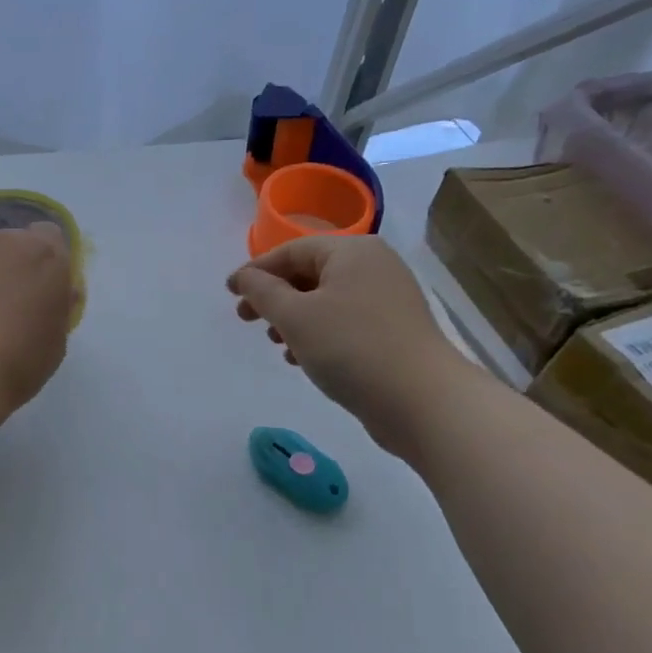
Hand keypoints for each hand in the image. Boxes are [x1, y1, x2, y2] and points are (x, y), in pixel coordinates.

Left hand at [0, 222, 75, 416]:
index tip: (38, 288)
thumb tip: (61, 291)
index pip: (50, 236)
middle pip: (13, 239)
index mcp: (49, 258)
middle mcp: (11, 239)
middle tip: (1, 300)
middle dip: (10, 262)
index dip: (44, 260)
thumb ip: (59, 307)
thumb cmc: (15, 367)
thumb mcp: (56, 343)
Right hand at [228, 235, 471, 455]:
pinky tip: (301, 358)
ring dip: (293, 318)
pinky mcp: (393, 330)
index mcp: (352, 251)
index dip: (256, 270)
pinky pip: (344, 321)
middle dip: (274, 296)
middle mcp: (373, 266)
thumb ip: (263, 292)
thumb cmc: (351, 348)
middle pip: (309, 273)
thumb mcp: (295, 316)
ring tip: (274, 342)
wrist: (422, 401)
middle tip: (245, 319)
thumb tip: (245, 277)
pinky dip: (318, 333)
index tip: (229, 292)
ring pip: (325, 300)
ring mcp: (387, 299)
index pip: (291, 251)